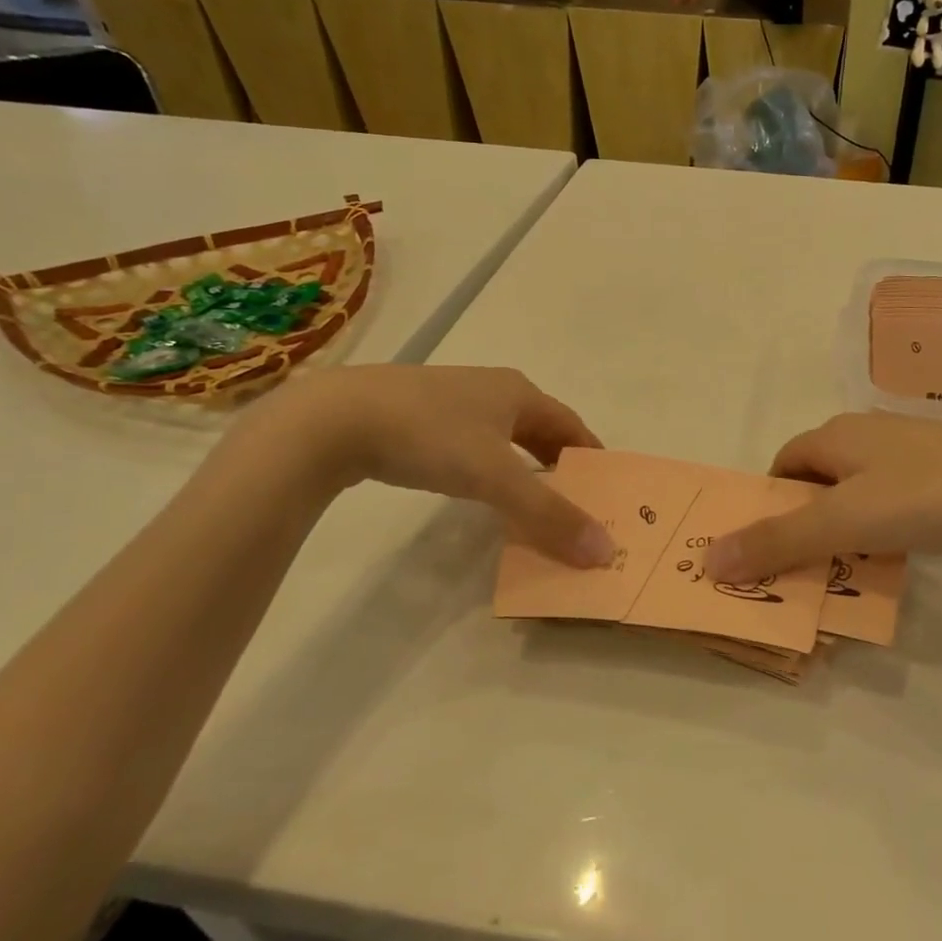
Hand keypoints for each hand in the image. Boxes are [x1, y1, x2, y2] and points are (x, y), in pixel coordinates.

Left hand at [241, 366, 614, 567]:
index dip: (590, 453)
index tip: (605, 485)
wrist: (336, 419)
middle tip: (574, 499)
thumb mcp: (496, 477)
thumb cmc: (430, 437)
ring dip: (523, 464)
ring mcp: (451, 399)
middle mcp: (490, 389)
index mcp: (518, 392)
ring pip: (503, 434)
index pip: (570, 424)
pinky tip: (476, 485)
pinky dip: (488, 465)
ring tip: (531, 498)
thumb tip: (604, 551)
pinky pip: (471, 441)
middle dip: (558, 461)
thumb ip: (549, 515)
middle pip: (539, 427)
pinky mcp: (417, 415)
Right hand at [705, 412, 941, 582]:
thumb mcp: (843, 523)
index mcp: (834, 435)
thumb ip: (777, 542)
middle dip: (806, 521)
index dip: (770, 506)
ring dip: (845, 526)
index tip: (775, 550)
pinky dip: (882, 523)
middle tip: (810, 566)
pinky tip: (901, 548)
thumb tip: (710, 559)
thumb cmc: (923, 496)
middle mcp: (865, 433)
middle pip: (817, 479)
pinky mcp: (941, 465)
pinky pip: (891, 495)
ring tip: (854, 565)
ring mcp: (907, 448)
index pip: (782, 466)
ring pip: (856, 489)